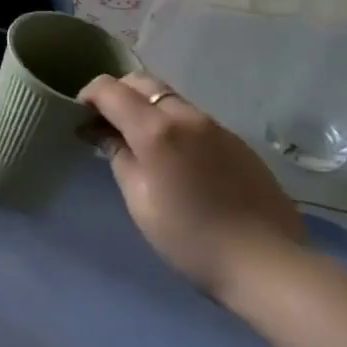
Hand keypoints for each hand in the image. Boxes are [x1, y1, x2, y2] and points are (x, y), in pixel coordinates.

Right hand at [80, 72, 305, 303]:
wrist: (267, 263)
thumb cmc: (189, 237)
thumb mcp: (139, 201)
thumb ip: (118, 157)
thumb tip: (101, 133)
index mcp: (156, 129)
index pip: (110, 89)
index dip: (88, 96)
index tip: (80, 119)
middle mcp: (186, 116)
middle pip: (142, 83)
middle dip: (117, 95)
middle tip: (106, 127)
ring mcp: (216, 127)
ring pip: (169, 99)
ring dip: (146, 109)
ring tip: (139, 144)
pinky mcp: (237, 142)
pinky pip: (194, 119)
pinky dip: (172, 125)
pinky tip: (175, 160)